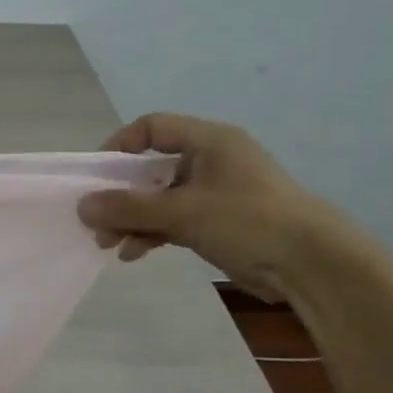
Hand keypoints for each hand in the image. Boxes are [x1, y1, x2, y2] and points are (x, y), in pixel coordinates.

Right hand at [76, 113, 346, 301]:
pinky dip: (150, 234)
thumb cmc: (248, 221)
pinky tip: (133, 254)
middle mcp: (209, 161)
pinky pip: (171, 221)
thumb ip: (129, 208)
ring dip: (130, 220)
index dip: (120, 146)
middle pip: (149, 169)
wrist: (310, 264)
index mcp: (209, 142)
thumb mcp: (183, 212)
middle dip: (120, 196)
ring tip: (109, 245)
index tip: (97, 176)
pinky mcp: (215, 223)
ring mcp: (212, 193)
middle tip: (95, 221)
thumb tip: (82, 206)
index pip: (152, 128)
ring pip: (157, 200)